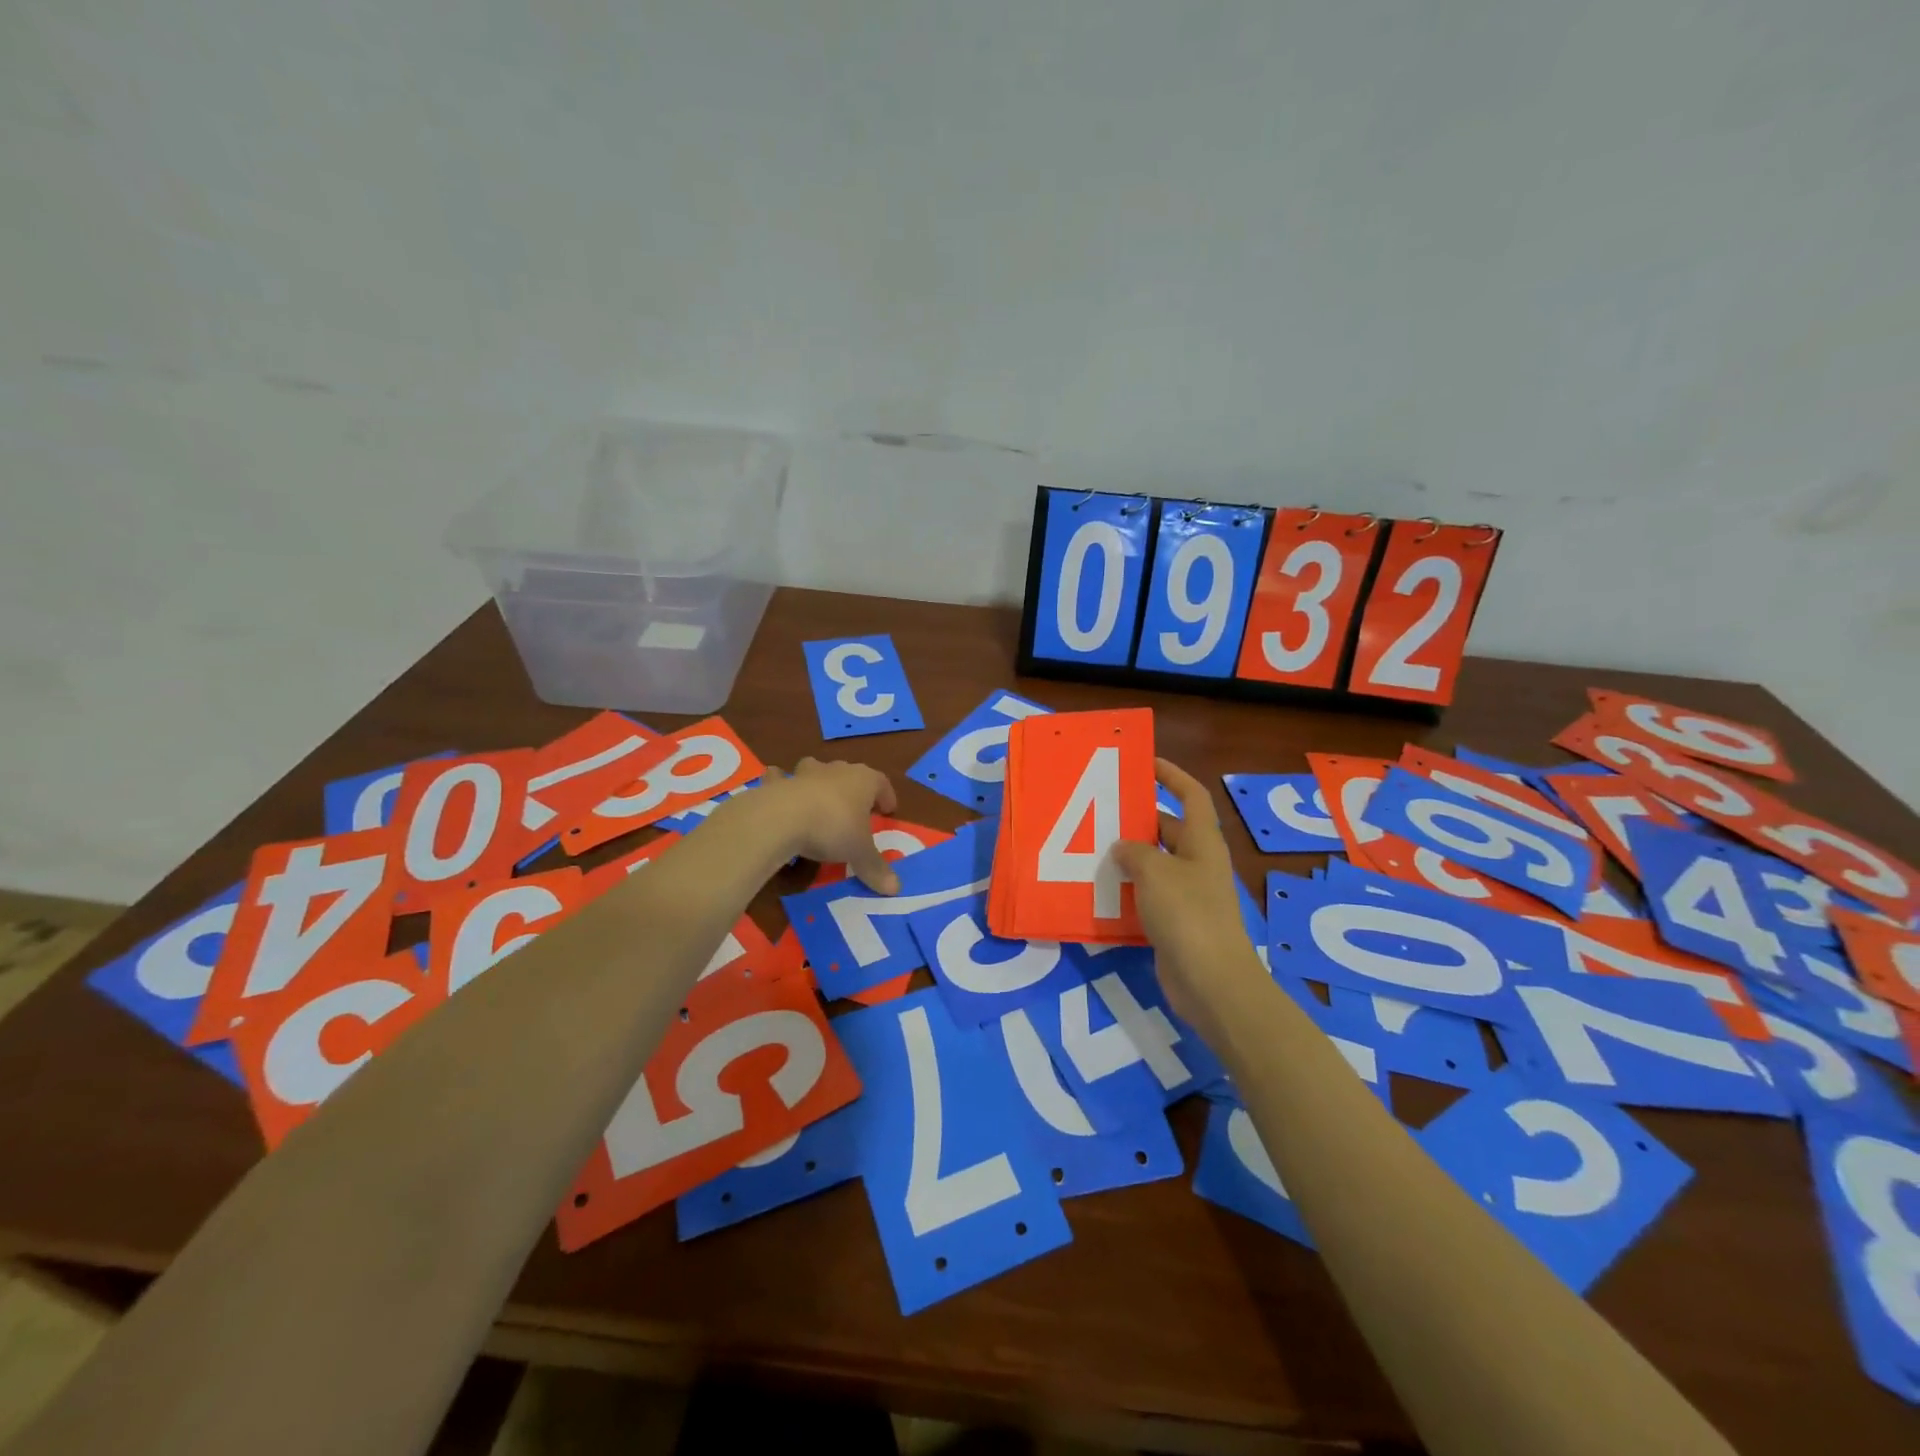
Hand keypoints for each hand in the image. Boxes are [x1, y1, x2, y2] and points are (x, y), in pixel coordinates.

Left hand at [758, 757, 900, 893]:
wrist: (783, 818)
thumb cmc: (833, 829)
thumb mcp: (859, 853)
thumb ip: (876, 869)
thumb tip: (896, 889)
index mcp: (863, 781)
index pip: (881, 783)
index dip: (886, 796)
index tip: (888, 810)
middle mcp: (835, 771)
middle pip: (848, 773)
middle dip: (852, 788)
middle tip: (855, 807)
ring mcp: (804, 774)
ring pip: (815, 768)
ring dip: (817, 779)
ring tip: (817, 796)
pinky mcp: (778, 783)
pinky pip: (779, 777)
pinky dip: (779, 782)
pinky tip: (778, 791)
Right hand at [1110, 759, 1267, 1036]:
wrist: (1211, 981)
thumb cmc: (1187, 914)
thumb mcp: (1155, 872)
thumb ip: (1135, 852)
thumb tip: (1122, 846)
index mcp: (1202, 842)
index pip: (1192, 796)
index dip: (1172, 775)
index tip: (1145, 763)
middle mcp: (1198, 863)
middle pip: (1169, 829)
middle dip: (1139, 818)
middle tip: (1102, 811)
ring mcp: (1189, 894)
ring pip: (1156, 863)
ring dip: (1130, 856)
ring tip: (1092, 846)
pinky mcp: (1176, 922)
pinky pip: (1149, 894)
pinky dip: (1129, 889)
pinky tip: (1101, 889)